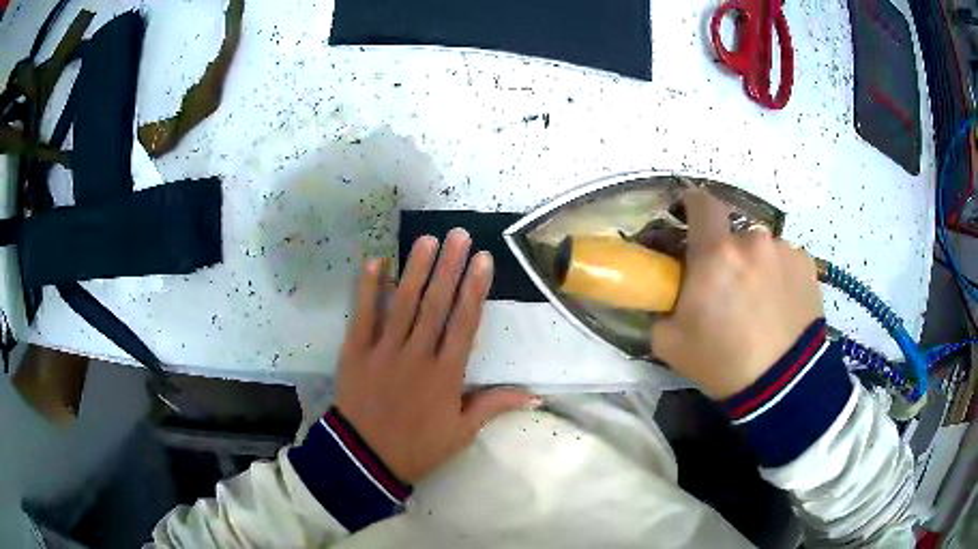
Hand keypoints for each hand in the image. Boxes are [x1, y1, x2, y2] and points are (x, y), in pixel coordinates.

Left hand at [334, 229, 538, 482]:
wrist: (365, 460)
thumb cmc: (418, 447)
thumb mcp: (461, 432)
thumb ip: (494, 405)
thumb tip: (535, 394)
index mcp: (445, 375)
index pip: (464, 324)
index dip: (475, 290)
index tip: (483, 260)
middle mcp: (416, 356)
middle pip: (435, 305)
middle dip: (449, 268)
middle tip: (459, 235)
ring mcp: (383, 352)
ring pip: (402, 304)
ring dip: (415, 269)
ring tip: (427, 240)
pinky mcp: (355, 352)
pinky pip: (362, 316)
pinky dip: (368, 289)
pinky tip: (376, 262)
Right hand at [651, 190, 823, 397]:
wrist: (783, 384)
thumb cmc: (723, 361)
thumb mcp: (670, 342)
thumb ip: (662, 307)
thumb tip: (667, 294)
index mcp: (715, 253)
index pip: (701, 203)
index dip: (692, 205)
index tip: (689, 218)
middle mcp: (752, 240)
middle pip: (733, 235)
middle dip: (727, 255)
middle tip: (728, 289)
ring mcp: (784, 251)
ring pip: (762, 249)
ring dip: (756, 266)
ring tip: (760, 304)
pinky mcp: (807, 266)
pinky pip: (785, 261)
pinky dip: (779, 276)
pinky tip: (781, 306)